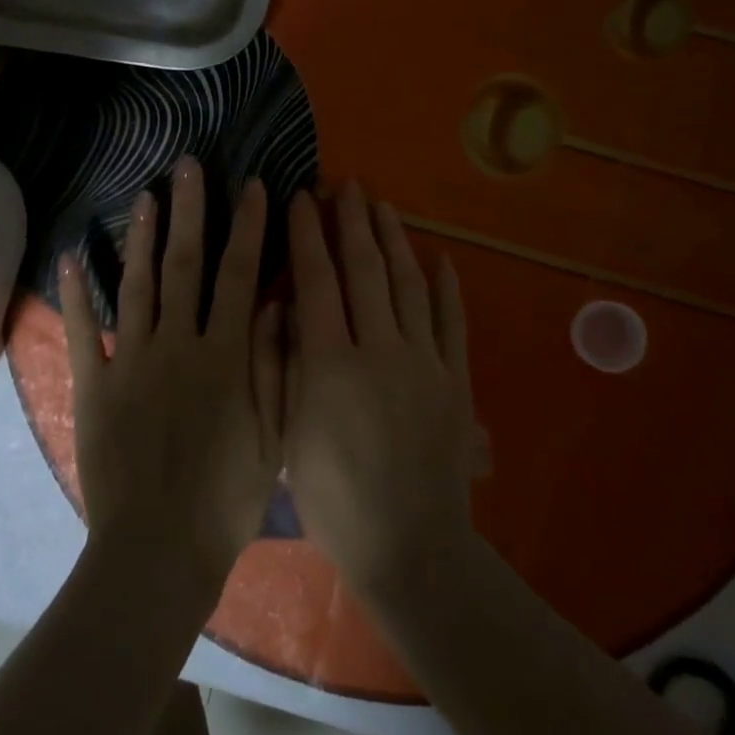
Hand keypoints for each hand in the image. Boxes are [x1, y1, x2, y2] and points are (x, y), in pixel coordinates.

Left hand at [59, 158, 283, 591]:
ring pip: (138, 284)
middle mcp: (177, 344)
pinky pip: (85, 331)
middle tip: (187, 166)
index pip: (239, 275)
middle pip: (186, 264)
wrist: (157, 552)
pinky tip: (71, 256)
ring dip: (143, 237)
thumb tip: (274, 304)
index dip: (248, 227)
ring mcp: (132, 360)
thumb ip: (273, 366)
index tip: (252, 186)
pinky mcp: (95, 384)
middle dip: (190, 210)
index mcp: (224, 355)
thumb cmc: (225, 499)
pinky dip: (76, 293)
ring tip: (145, 195)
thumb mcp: (270, 437)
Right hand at [283, 182, 479, 597]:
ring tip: (382, 206)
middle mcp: (380, 348)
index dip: (306, 234)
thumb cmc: (334, 498)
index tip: (300, 198)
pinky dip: (446, 286)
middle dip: (352, 222)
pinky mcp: (456, 380)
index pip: (316, 279)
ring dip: (394, 240)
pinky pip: (453, 321)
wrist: (410, 549)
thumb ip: (277, 365)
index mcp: (331, 362)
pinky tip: (439, 257)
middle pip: (365, 269)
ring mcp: (425, 362)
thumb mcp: (286, 434)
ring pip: (409, 284)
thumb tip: (277, 304)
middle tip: (346, 185)